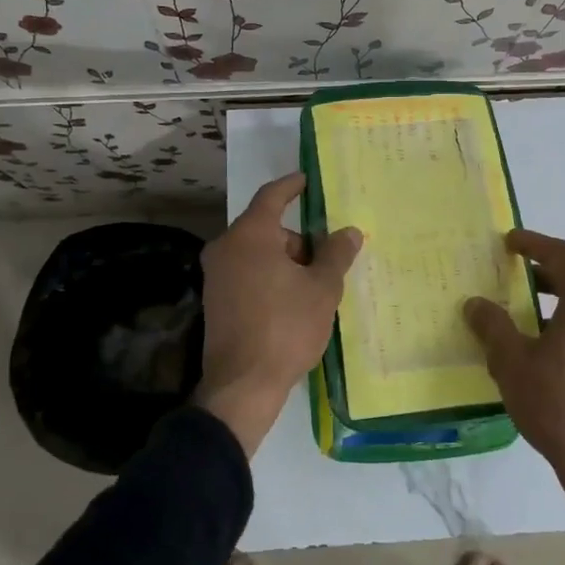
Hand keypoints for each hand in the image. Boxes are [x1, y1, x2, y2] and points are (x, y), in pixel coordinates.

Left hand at [196, 172, 361, 454]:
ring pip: (258, 254)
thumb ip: (336, 254)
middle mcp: (226, 248)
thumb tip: (349, 231)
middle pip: (267, 229)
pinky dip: (271, 278)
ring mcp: (216, 276)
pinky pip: (248, 275)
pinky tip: (293, 302)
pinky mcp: (215, 301)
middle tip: (328, 259)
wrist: (242, 385)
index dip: (292, 186)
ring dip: (286, 262)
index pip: (272, 196)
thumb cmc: (286, 327)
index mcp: (249, 235)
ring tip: (316, 288)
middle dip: (299, 240)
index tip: (307, 180)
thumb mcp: (322, 289)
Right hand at [465, 229, 564, 564]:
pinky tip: (549, 349)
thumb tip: (475, 303)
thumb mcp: (512, 362)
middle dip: (545, 274)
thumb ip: (492, 326)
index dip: (534, 244)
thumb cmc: (556, 404)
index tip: (510, 242)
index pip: (563, 256)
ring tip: (526, 314)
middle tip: (515, 277)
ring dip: (559, 302)